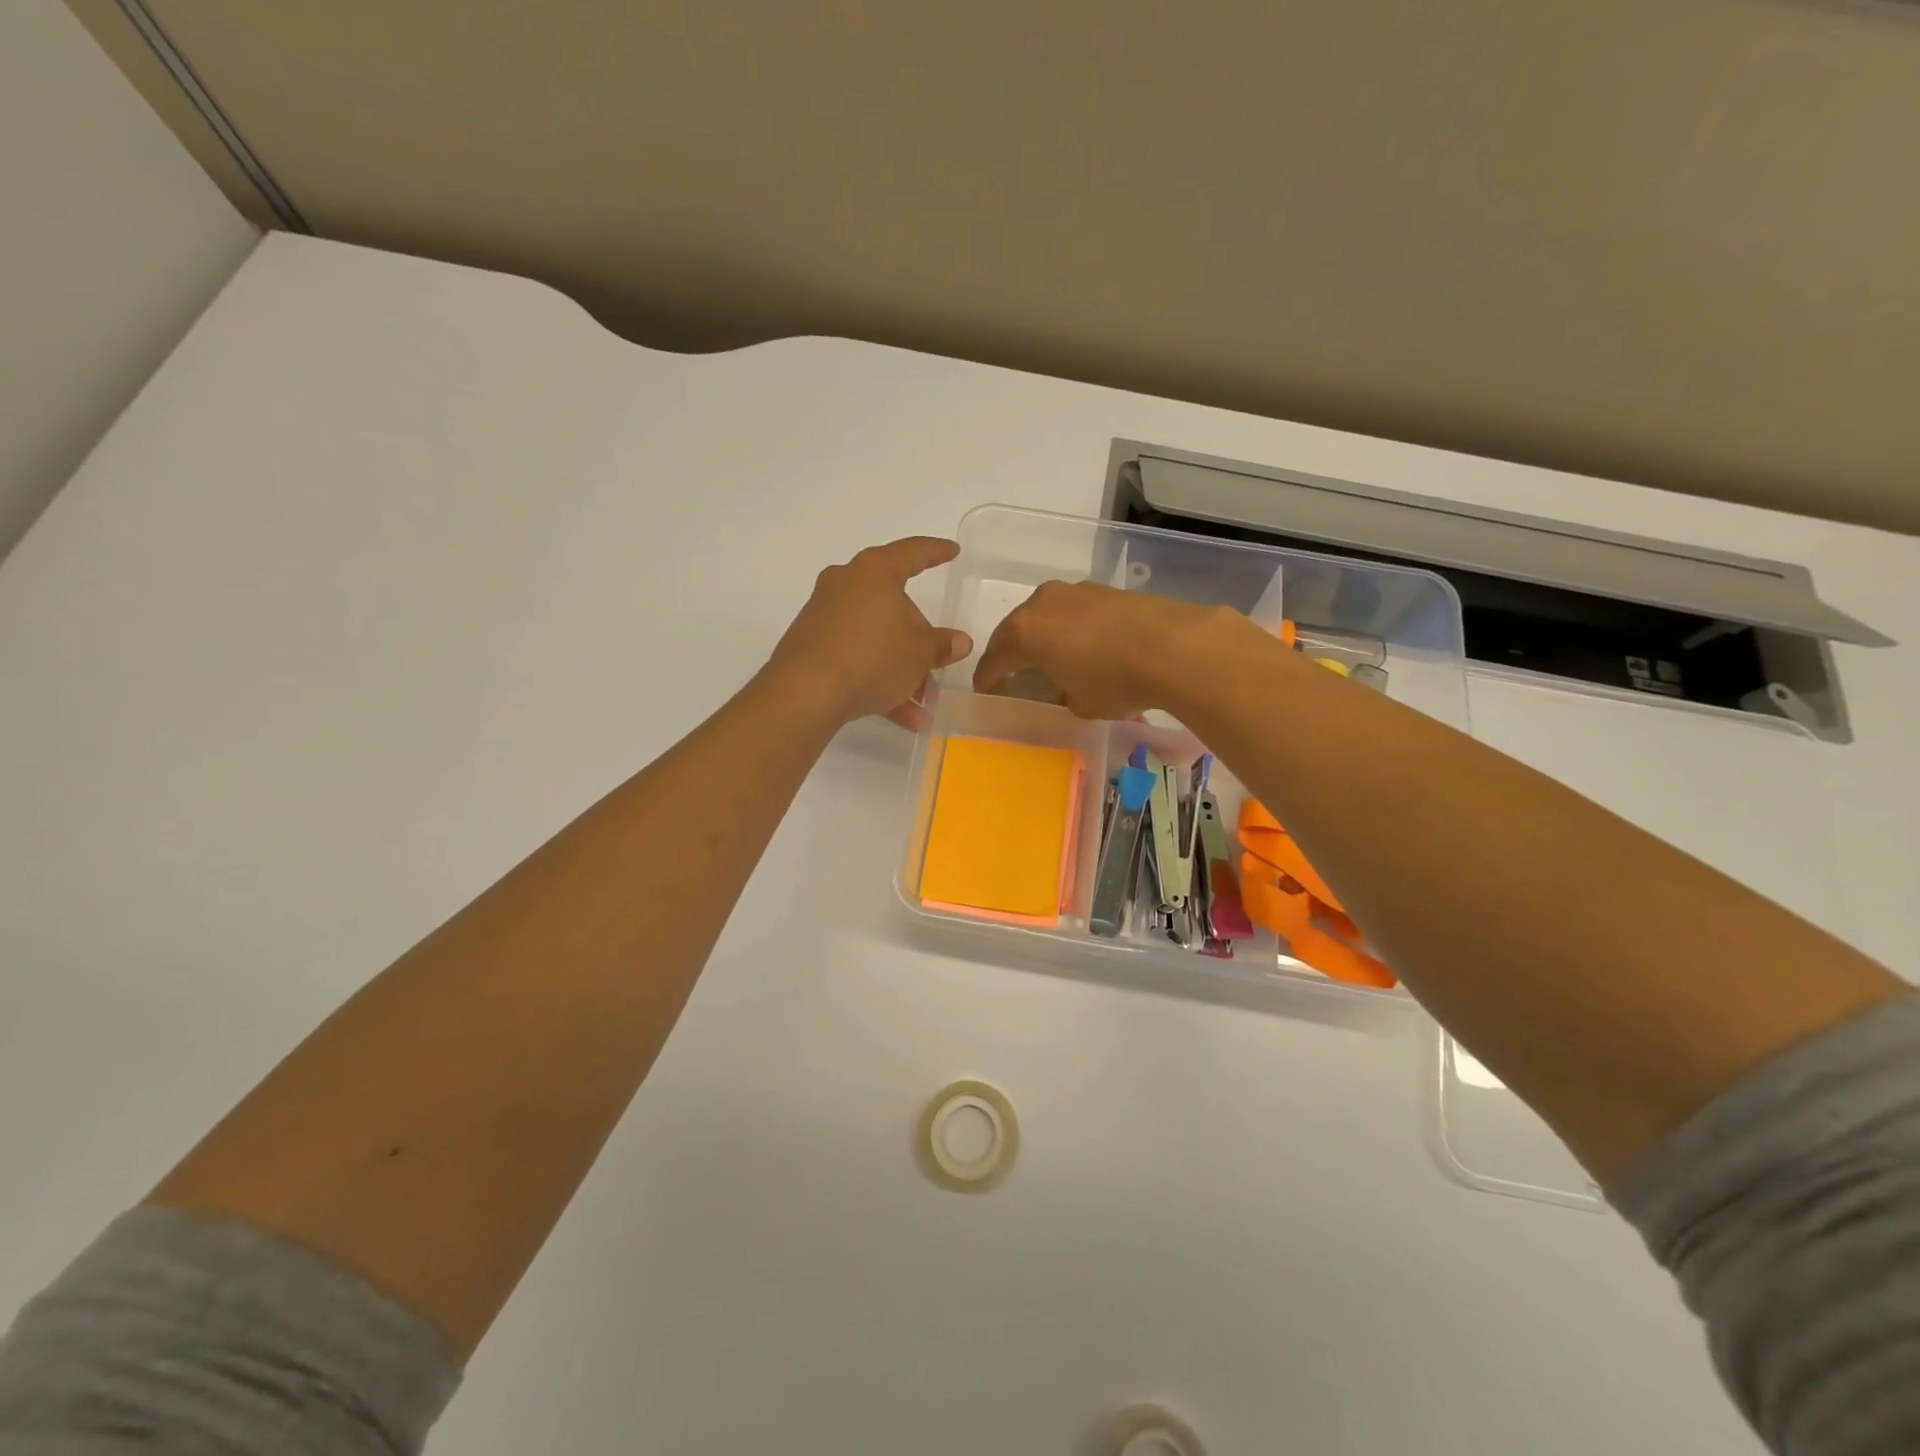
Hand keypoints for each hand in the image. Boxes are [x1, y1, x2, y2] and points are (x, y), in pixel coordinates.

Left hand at [766, 537, 971, 730]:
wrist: (806, 693)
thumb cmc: (873, 657)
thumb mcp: (920, 654)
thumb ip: (942, 645)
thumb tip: (959, 641)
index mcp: (875, 572)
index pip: (913, 553)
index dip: (936, 552)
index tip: (953, 551)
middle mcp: (846, 584)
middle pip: (892, 604)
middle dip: (917, 636)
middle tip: (936, 659)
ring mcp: (824, 615)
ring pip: (874, 637)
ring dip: (900, 668)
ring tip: (922, 703)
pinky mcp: (811, 646)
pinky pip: (855, 657)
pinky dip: (877, 679)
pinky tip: (900, 716)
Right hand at [973, 580, 1236, 718]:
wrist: (1173, 647)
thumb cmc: (1114, 681)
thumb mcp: (1079, 703)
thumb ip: (1060, 693)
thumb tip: (1065, 686)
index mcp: (1025, 631)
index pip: (995, 658)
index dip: (988, 678)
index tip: (986, 690)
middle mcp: (1043, 603)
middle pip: (1018, 630)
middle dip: (1013, 652)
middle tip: (1013, 674)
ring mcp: (1076, 591)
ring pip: (1048, 616)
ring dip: (1045, 637)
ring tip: (1053, 659)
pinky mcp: (1106, 590)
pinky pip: (1075, 612)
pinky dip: (1072, 629)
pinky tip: (1085, 646)